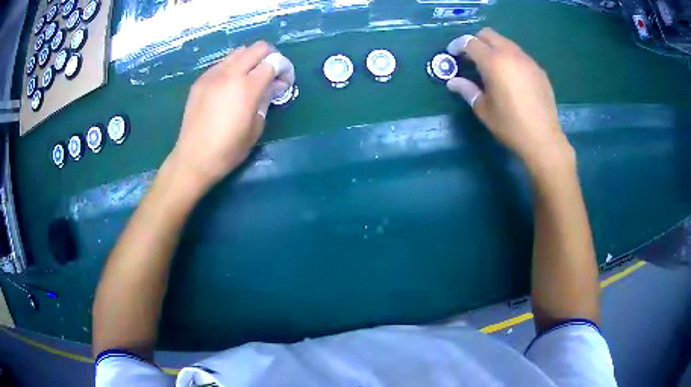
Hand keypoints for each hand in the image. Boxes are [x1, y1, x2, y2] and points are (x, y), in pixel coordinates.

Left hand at [170, 41, 276, 190]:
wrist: (193, 159)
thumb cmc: (228, 149)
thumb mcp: (256, 127)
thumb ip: (266, 99)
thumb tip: (273, 85)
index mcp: (247, 87)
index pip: (273, 61)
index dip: (285, 68)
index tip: (285, 82)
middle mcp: (230, 73)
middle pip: (257, 48)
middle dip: (270, 56)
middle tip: (271, 75)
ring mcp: (212, 75)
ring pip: (239, 51)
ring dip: (251, 59)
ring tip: (250, 78)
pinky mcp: (200, 81)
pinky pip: (222, 63)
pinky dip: (233, 67)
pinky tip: (230, 86)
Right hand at [446, 28, 573, 171]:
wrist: (543, 139)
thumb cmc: (510, 126)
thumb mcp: (483, 109)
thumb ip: (467, 90)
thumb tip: (452, 82)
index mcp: (494, 63)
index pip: (470, 42)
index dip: (458, 45)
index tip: (452, 54)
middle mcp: (511, 55)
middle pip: (489, 34)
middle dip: (476, 41)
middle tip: (471, 58)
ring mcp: (527, 60)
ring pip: (505, 42)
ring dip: (493, 48)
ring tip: (491, 67)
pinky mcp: (538, 69)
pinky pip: (519, 54)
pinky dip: (509, 57)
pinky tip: (510, 77)